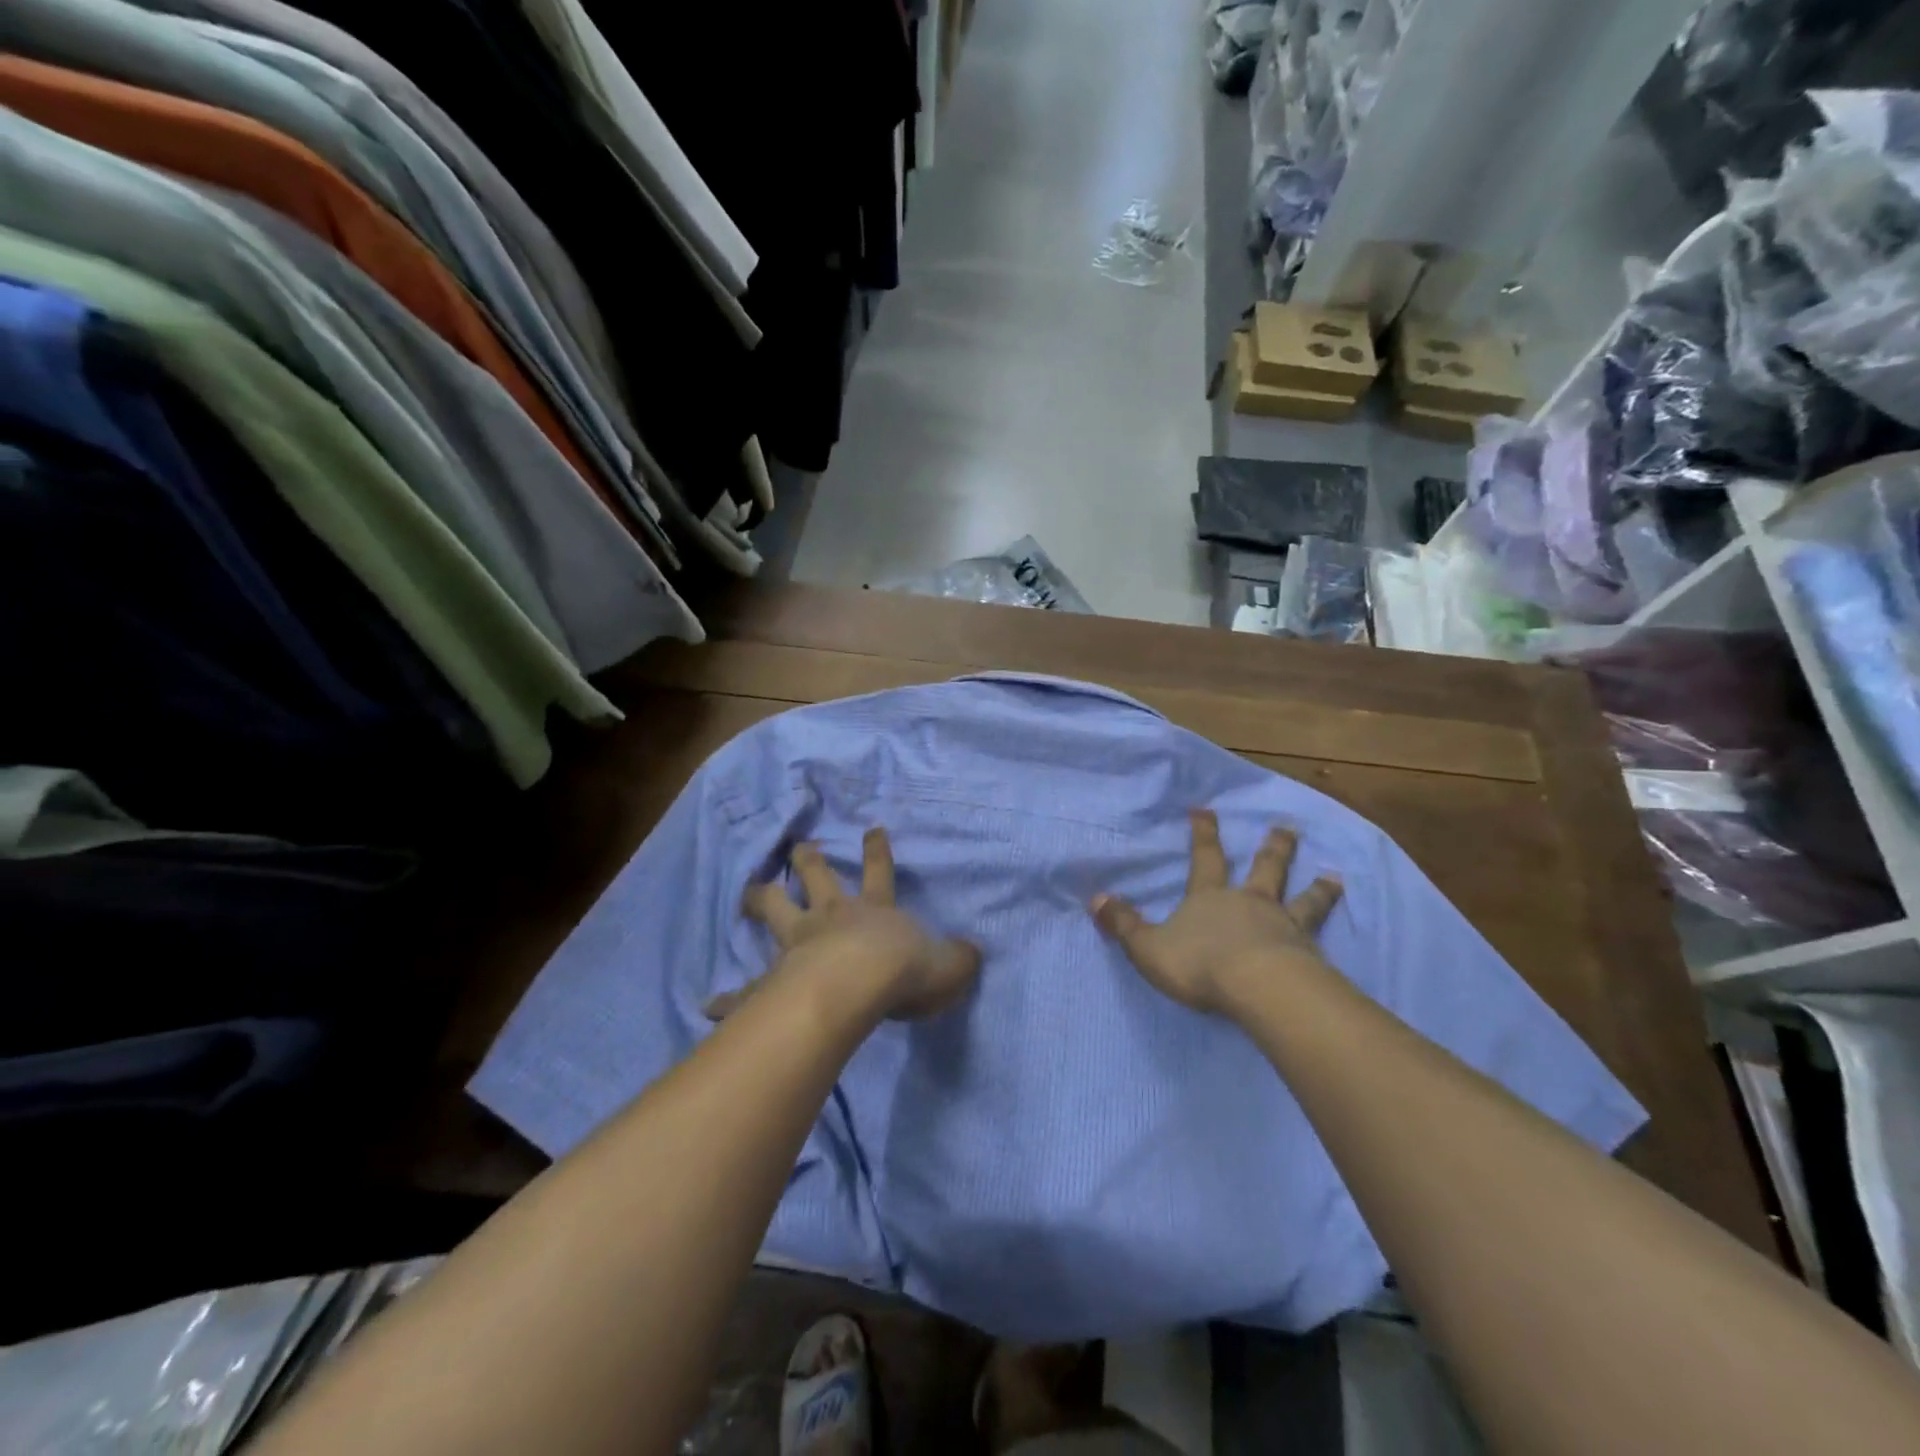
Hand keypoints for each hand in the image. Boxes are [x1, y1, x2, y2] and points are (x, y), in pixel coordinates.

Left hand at [716, 829, 981, 1021]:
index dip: (876, 851)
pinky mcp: (774, 980)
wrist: (857, 987)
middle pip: (816, 879)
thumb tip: (973, 954)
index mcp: (873, 911)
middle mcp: (832, 917)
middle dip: (807, 860)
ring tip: (747, 891)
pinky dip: (730, 998)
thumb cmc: (903, 972)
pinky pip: (748, 989)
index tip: (871, 828)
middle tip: (796, 847)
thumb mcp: (946, 966)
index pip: (879, 873)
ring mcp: (798, 944)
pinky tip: (709, 1005)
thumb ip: (958, 959)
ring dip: (761, 899)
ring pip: (776, 911)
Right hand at [1091, 809, 1342, 1015]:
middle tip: (1287, 828)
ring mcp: (1284, 926)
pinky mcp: (1309, 953)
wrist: (1259, 988)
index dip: (1203, 833)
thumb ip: (1124, 924)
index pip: (1205, 858)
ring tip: (1334, 876)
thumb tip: (1094, 898)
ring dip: (1317, 887)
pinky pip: (1320, 932)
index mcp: (1210, 898)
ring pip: (1303, 899)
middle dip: (1273, 848)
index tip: (1206, 809)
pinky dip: (1330, 921)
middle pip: (1264, 868)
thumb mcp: (1148, 947)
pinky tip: (1342, 919)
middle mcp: (1250, 903)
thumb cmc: (1199, 963)